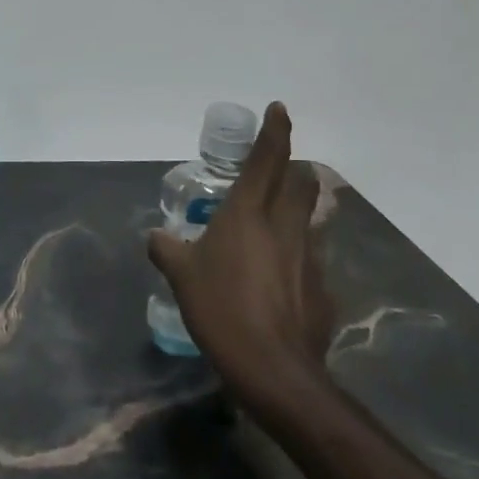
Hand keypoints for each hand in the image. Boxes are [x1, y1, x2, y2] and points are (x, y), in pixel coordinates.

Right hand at [148, 102, 334, 413]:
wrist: (274, 370)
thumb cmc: (221, 309)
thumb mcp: (181, 276)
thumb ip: (168, 250)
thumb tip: (155, 237)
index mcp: (249, 213)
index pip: (267, 159)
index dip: (275, 130)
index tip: (279, 108)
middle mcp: (285, 226)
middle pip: (301, 183)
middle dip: (294, 170)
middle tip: (276, 176)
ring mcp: (309, 257)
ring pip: (310, 219)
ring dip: (297, 213)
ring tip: (276, 230)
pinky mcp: (323, 289)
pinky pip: (311, 260)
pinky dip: (297, 258)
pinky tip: (280, 282)